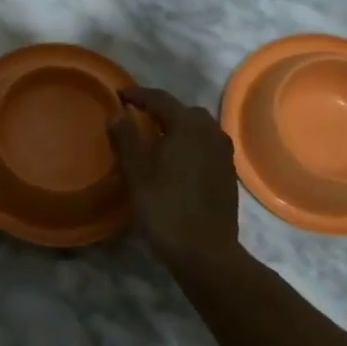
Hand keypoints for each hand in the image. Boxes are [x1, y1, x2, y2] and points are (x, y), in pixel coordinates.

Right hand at [108, 86, 239, 265]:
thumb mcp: (137, 171)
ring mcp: (223, 153)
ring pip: (197, 129)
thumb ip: (126, 137)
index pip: (160, 100)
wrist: (205, 251)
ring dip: (176, 128)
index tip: (119, 94)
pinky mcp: (227, 173)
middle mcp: (211, 132)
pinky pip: (205, 146)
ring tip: (155, 138)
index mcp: (188, 126)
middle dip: (160, 110)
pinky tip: (174, 160)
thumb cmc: (165, 207)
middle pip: (183, 111)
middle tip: (137, 116)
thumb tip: (118, 113)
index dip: (138, 95)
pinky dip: (188, 145)